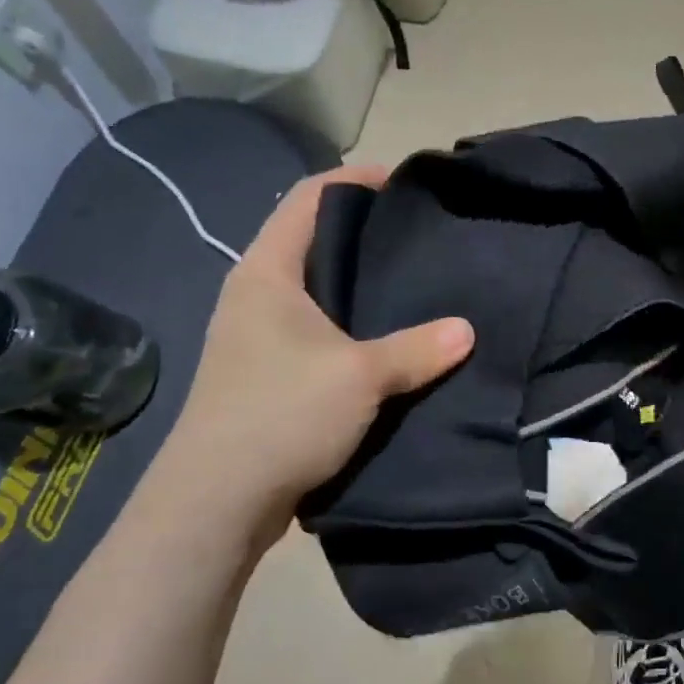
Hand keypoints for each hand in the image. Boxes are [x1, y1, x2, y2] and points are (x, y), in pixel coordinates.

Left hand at [151, 166, 472, 545]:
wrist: (215, 502)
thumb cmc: (280, 416)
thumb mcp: (360, 376)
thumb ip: (418, 349)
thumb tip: (467, 330)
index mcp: (267, 273)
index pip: (309, 199)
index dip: (355, 181)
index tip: (406, 185)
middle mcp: (256, 294)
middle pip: (314, 242)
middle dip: (367, 235)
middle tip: (423, 238)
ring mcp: (257, 336)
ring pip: (318, 291)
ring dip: (361, 286)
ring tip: (416, 286)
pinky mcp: (267, 373)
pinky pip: (318, 330)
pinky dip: (353, 326)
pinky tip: (390, 342)